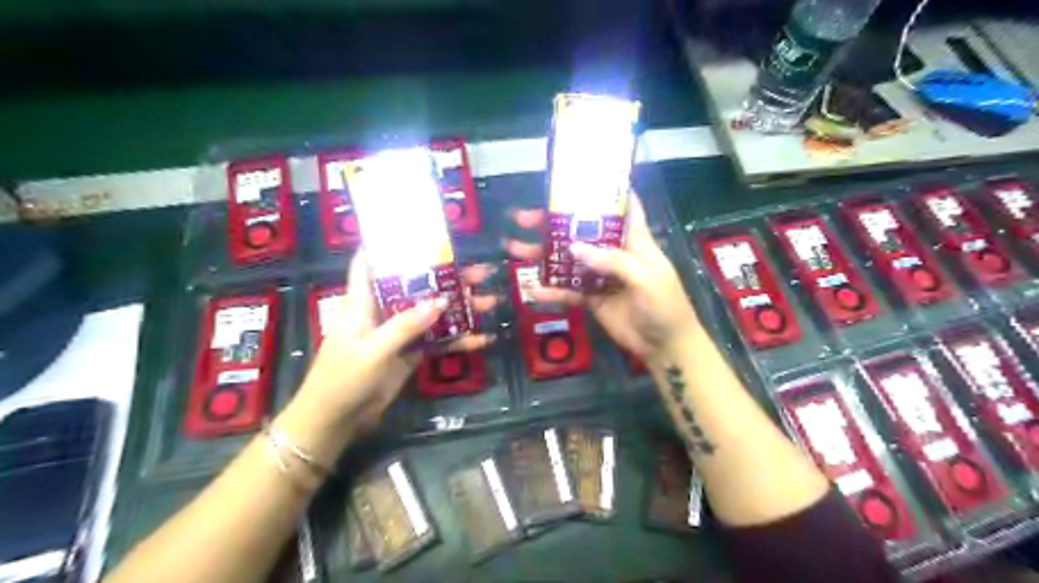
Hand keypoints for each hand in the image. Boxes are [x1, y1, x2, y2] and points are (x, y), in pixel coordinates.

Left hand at [297, 251, 498, 432]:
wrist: (337, 421)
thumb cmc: (343, 379)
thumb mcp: (373, 350)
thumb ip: (405, 325)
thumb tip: (440, 301)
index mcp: (363, 302)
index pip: (369, 263)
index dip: (387, 245)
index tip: (417, 231)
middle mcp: (383, 312)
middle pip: (416, 286)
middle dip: (446, 277)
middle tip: (480, 271)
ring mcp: (399, 333)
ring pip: (432, 313)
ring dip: (460, 308)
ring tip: (491, 301)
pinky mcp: (410, 354)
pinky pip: (437, 341)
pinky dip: (458, 341)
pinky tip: (482, 339)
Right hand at [510, 194, 701, 362]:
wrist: (665, 347)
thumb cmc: (664, 306)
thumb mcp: (645, 278)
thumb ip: (612, 261)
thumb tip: (573, 248)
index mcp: (634, 240)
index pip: (622, 207)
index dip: (604, 191)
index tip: (577, 179)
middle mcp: (614, 253)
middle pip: (582, 231)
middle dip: (554, 223)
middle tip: (524, 218)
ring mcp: (600, 276)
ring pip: (568, 260)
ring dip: (543, 255)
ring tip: (515, 249)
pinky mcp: (592, 298)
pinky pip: (568, 291)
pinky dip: (551, 291)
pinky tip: (532, 291)